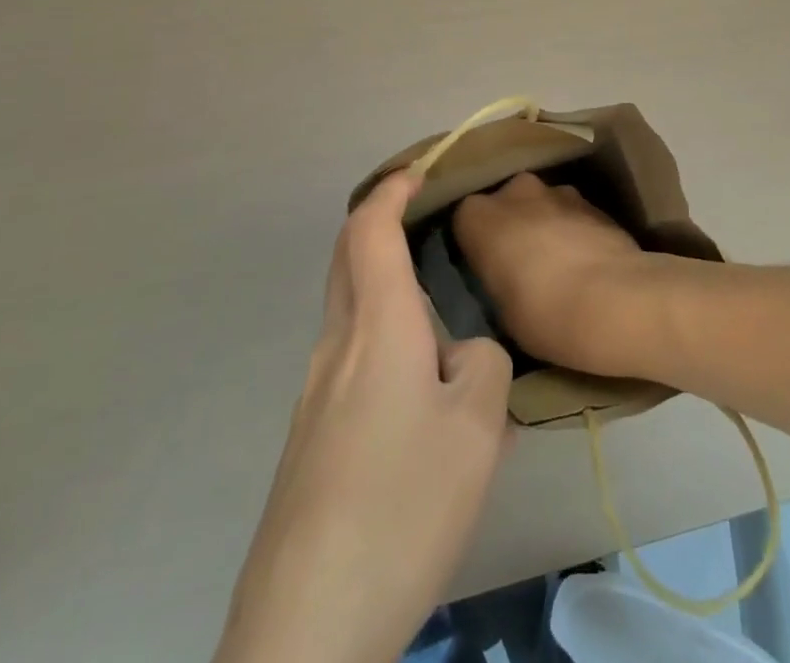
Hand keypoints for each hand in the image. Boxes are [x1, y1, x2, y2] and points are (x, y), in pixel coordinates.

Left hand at [216, 170, 512, 662]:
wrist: (306, 626)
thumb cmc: (402, 502)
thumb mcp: (477, 427)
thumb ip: (483, 364)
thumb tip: (462, 355)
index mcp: (376, 326)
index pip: (370, 229)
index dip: (392, 190)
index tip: (419, 171)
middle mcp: (336, 347)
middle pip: (347, 259)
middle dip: (379, 225)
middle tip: (426, 221)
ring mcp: (314, 395)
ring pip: (351, 313)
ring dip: (388, 293)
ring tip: (445, 327)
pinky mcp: (310, 439)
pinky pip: (351, 361)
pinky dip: (385, 342)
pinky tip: (423, 402)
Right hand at [453, 172, 655, 375]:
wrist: (618, 301)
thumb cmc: (544, 314)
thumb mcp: (500, 310)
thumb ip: (495, 279)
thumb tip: (505, 274)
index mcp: (480, 216)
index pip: (465, 220)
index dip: (474, 244)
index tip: (484, 269)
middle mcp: (516, 190)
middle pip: (505, 204)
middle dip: (511, 226)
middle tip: (519, 264)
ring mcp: (559, 191)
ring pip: (541, 205)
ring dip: (544, 225)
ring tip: (557, 265)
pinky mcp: (595, 201)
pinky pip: (571, 214)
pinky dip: (573, 230)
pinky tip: (585, 262)